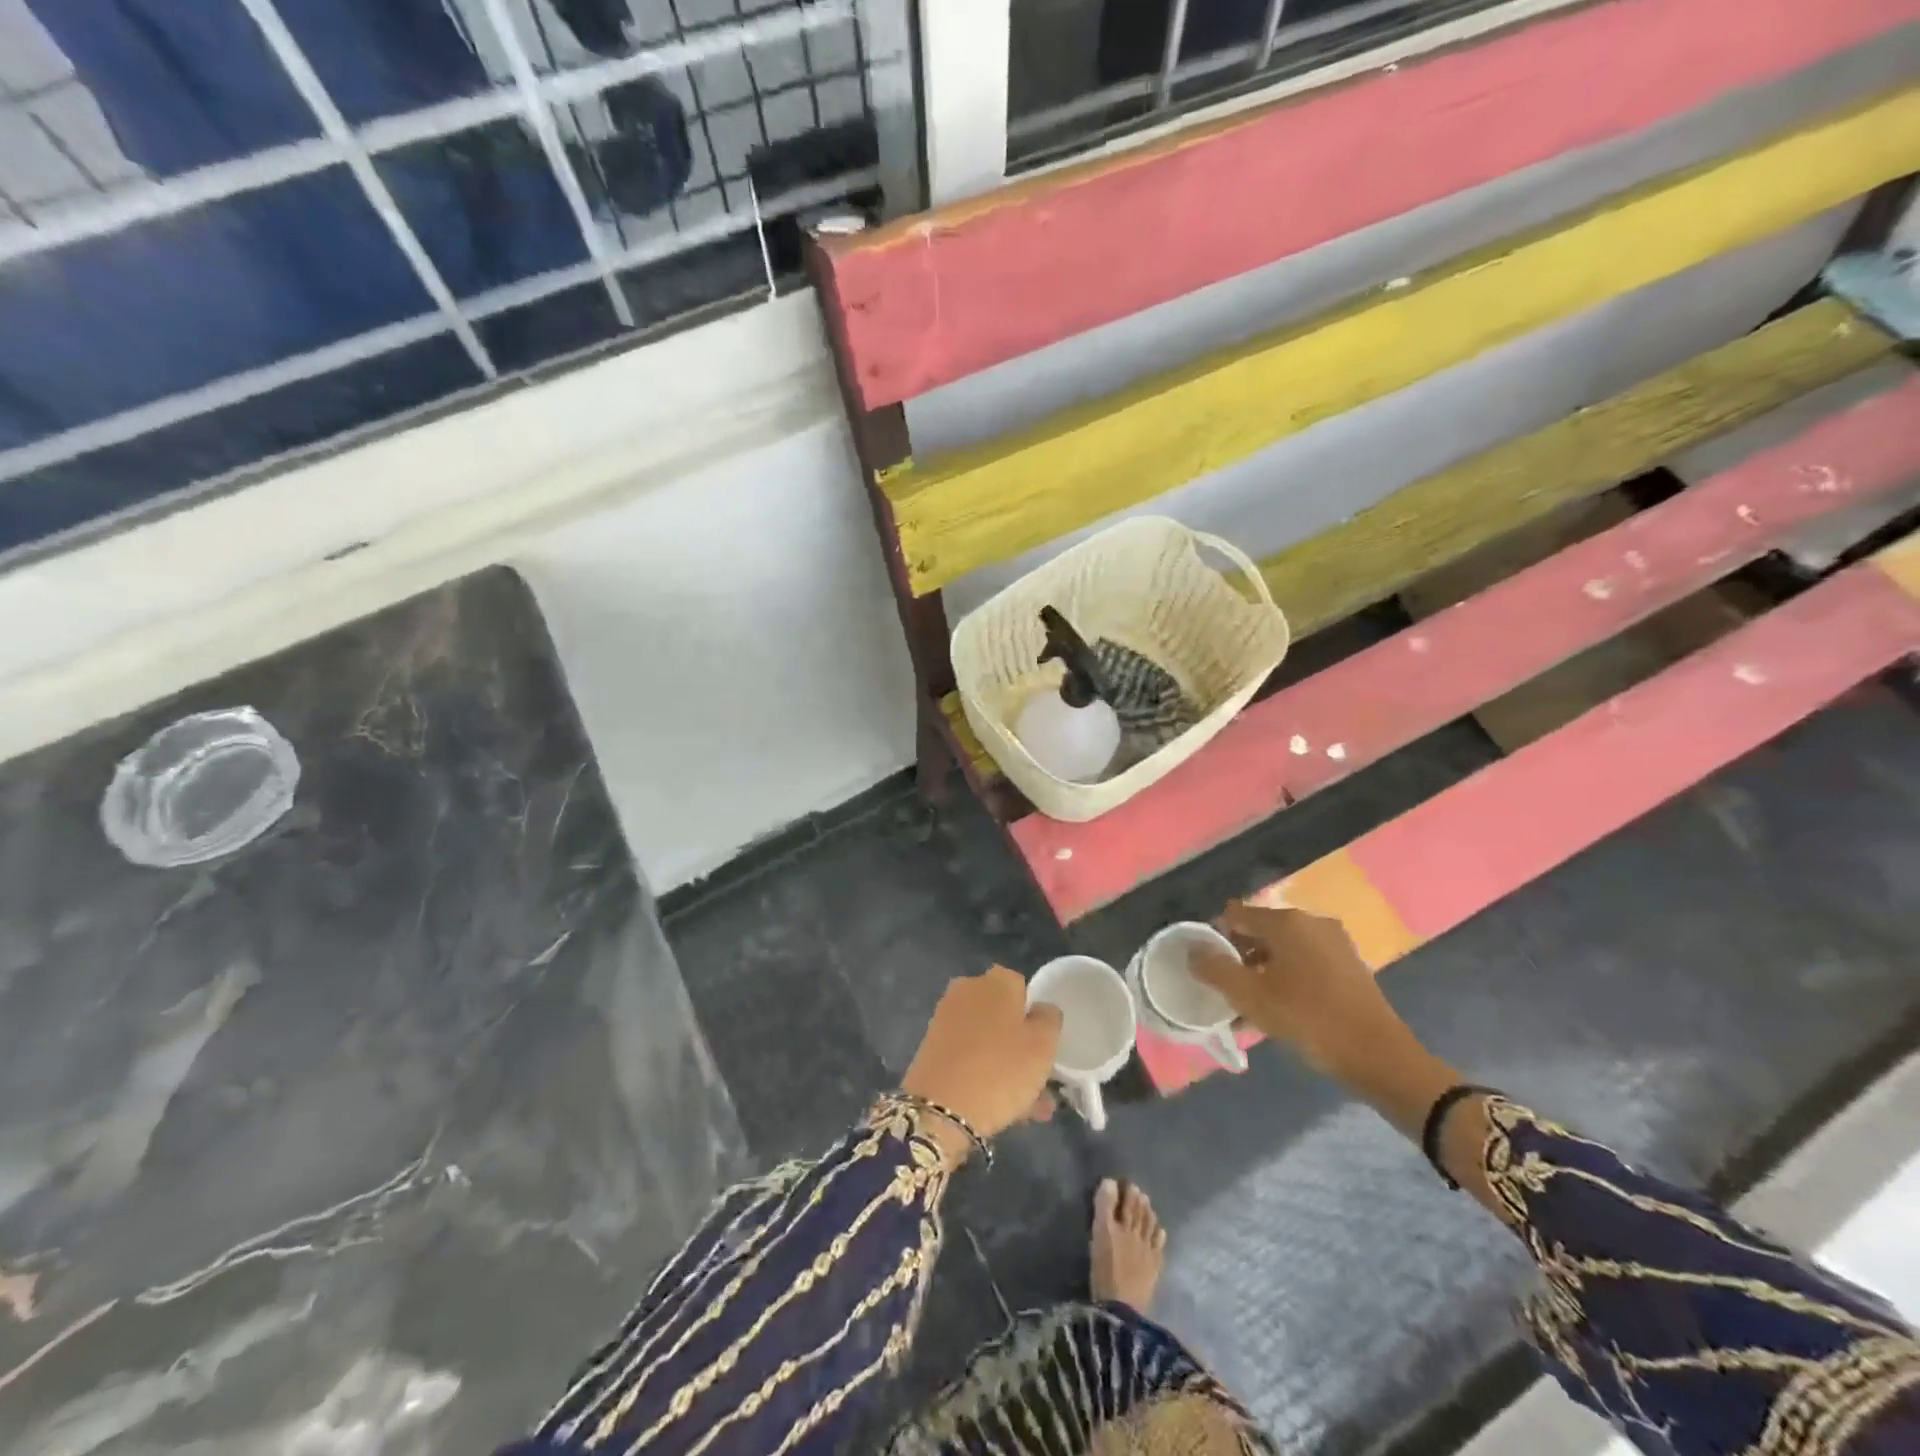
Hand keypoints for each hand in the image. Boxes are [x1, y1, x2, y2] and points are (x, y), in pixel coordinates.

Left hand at [901, 967, 1061, 1165]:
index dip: (1036, 1016)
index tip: (1044, 1045)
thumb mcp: (1043, 1044)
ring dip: (1009, 1069)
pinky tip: (1005, 1111)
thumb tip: (1040, 1010)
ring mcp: (947, 1018)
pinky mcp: (932, 1047)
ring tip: (1030, 1110)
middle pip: (1004, 1016)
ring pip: (988, 1041)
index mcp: (997, 980)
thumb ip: (1049, 1019)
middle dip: (1022, 1048)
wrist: (941, 1108)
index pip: (1023, 987)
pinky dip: (985, 1075)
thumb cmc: (1001, 1069)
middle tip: (1041, 1084)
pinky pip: (969, 1056)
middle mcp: (968, 989)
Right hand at [1192, 901, 1409, 1076]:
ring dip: (1262, 973)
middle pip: (1260, 932)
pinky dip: (1287, 980)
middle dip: (1239, 958)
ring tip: (1250, 1008)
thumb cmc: (1308, 1018)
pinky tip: (1280, 1012)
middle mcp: (1311, 922)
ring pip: (1283, 951)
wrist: (1380, 1056)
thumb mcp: (1250, 996)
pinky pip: (1305, 965)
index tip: (1208, 968)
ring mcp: (1335, 943)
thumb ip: (1215, 969)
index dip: (1215, 937)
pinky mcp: (1349, 966)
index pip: (1235, 915)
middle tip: (1227, 992)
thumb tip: (1193, 950)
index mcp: (1286, 921)